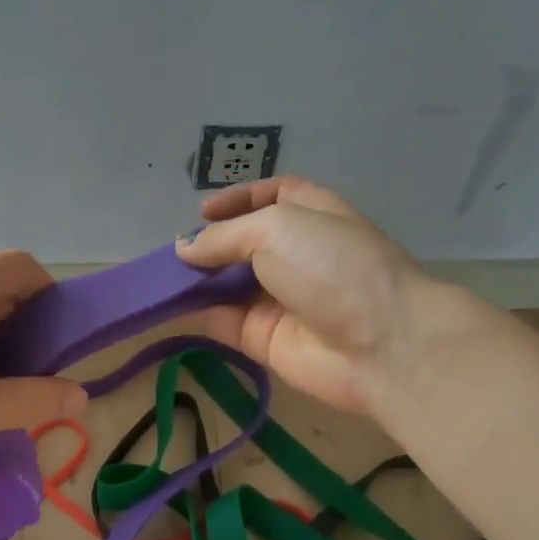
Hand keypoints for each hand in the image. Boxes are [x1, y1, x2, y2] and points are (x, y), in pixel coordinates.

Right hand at [177, 176, 430, 416]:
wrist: (378, 343)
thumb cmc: (333, 266)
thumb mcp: (276, 228)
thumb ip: (225, 236)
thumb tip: (184, 247)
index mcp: (312, 215)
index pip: (272, 196)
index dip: (238, 198)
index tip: (202, 210)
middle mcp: (296, 254)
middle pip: (244, 243)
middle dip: (210, 244)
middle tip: (174, 251)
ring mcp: (280, 299)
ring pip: (228, 285)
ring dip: (196, 280)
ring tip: (160, 277)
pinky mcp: (264, 339)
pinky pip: (224, 322)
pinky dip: (197, 314)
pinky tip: (169, 307)